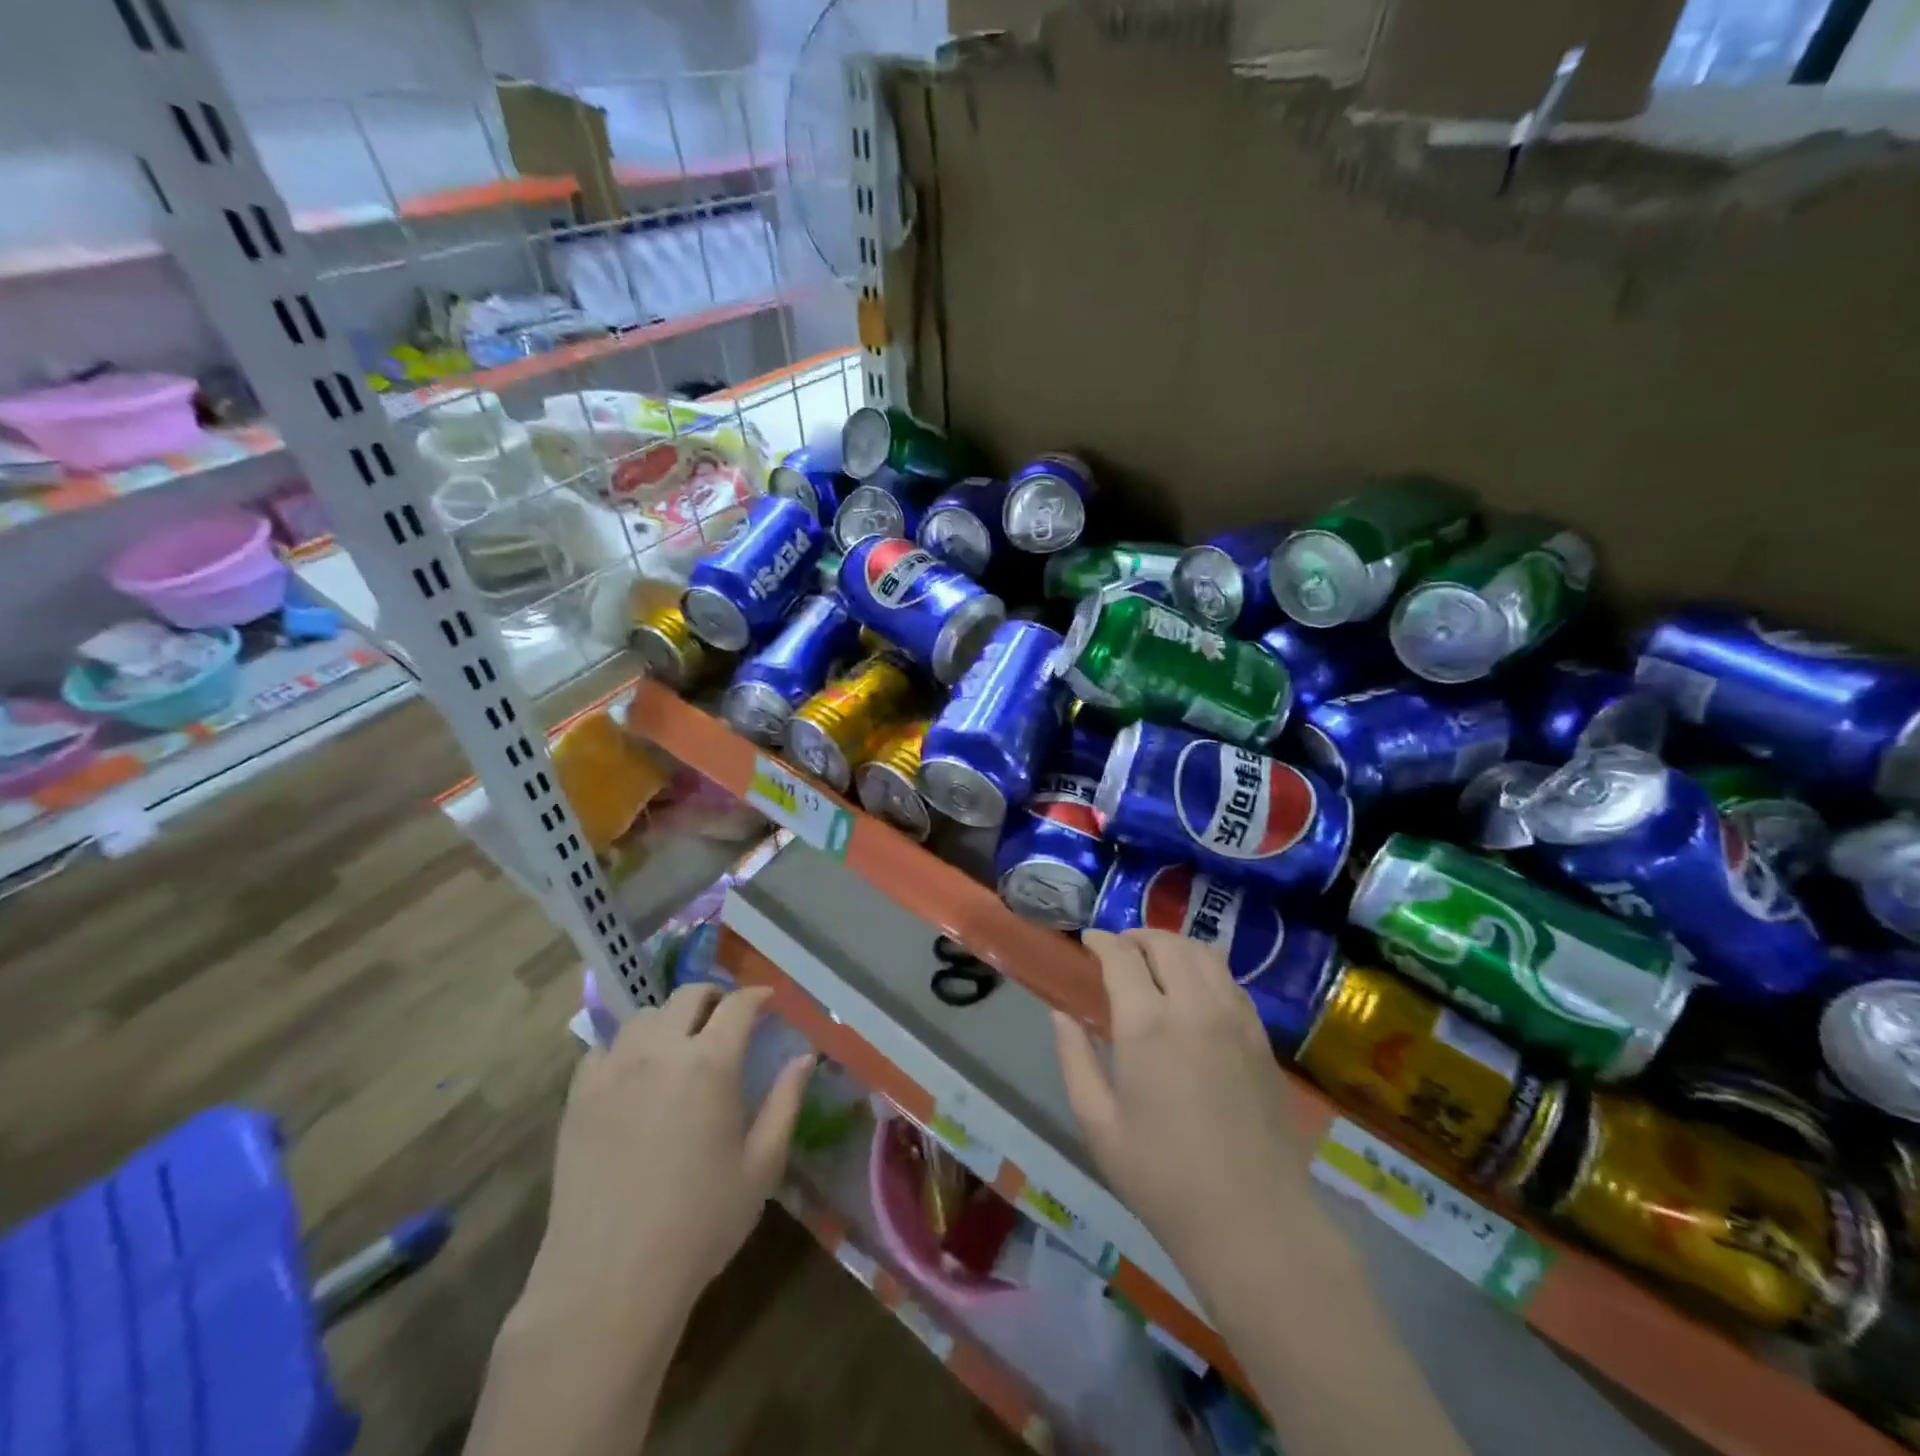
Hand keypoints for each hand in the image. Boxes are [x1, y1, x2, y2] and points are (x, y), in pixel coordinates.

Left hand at [519, 983, 814, 1333]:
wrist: (609, 1279)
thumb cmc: (700, 1223)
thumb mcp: (761, 1166)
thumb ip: (785, 1102)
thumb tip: (805, 1057)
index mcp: (711, 1063)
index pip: (738, 1005)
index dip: (757, 996)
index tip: (768, 1000)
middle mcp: (660, 1051)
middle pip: (688, 996)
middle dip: (714, 996)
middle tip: (726, 1016)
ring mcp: (613, 1070)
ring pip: (644, 1016)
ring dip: (669, 1018)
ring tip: (679, 1043)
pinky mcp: (578, 1097)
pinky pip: (603, 1048)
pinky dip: (625, 1047)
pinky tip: (633, 1073)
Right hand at [1051, 930, 1316, 1301]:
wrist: (1253, 1221)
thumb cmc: (1162, 1178)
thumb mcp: (1098, 1124)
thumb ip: (1075, 1059)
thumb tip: (1061, 1014)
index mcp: (1147, 1025)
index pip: (1121, 956)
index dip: (1101, 941)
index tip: (1087, 941)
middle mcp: (1193, 1006)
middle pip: (1165, 944)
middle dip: (1136, 937)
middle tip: (1118, 950)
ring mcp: (1234, 1017)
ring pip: (1202, 952)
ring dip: (1172, 945)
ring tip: (1154, 960)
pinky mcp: (1260, 1035)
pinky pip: (1229, 978)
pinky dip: (1204, 966)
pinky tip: (1193, 988)